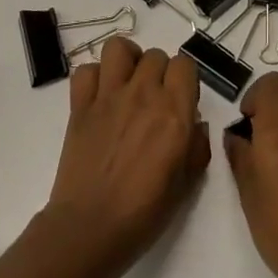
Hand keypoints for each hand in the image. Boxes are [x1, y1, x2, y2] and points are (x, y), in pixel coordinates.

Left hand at [40, 37, 210, 277]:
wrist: (90, 229)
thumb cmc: (144, 212)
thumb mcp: (187, 183)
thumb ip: (197, 146)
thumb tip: (194, 124)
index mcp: (174, 112)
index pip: (185, 64)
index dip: (185, 80)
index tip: (181, 101)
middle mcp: (143, 94)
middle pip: (156, 55)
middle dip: (160, 72)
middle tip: (155, 100)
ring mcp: (108, 97)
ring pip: (119, 48)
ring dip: (127, 61)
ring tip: (128, 83)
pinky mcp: (80, 106)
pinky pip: (85, 71)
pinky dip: (94, 78)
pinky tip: (100, 97)